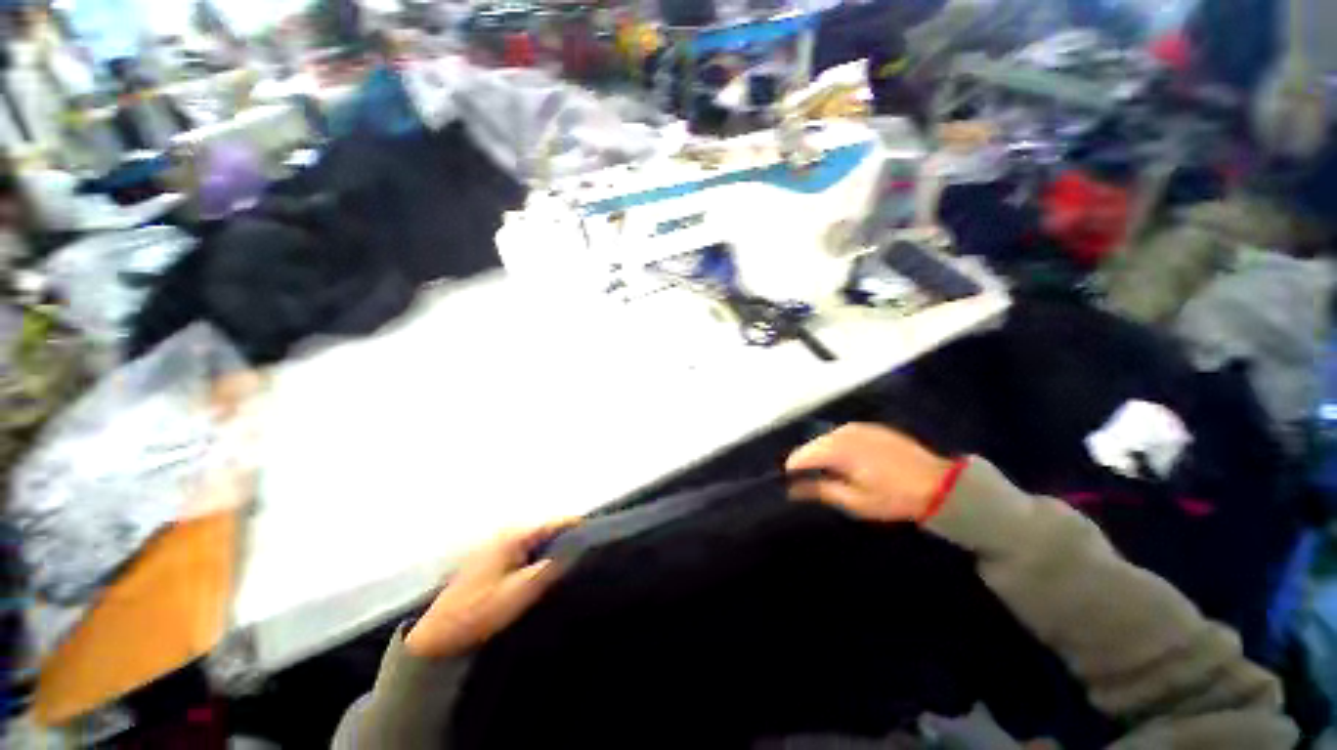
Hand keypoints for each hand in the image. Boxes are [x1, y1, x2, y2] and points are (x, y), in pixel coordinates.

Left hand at [405, 520, 574, 659]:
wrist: (437, 635)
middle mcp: (506, 534)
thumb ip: (549, 569)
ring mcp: (497, 546)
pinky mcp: (491, 559)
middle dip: (565, 536)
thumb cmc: (479, 612)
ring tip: (572, 558)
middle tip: (587, 549)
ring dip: (552, 546)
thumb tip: (574, 550)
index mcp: (513, 537)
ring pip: (534, 539)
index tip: (596, 532)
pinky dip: (538, 555)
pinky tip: (545, 569)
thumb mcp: (519, 593)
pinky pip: (524, 549)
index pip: (552, 522)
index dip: (575, 525)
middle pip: (544, 528)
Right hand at [786, 424, 953, 522]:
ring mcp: (859, 427)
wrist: (940, 484)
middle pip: (813, 444)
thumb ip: (821, 490)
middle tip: (807, 479)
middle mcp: (844, 433)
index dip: (792, 469)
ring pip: (827, 437)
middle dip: (806, 459)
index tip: (788, 482)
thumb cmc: (895, 497)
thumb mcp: (855, 501)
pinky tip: (845, 458)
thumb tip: (792, 489)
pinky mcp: (871, 427)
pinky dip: (837, 445)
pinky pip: (843, 434)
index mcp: (838, 450)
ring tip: (827, 470)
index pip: (802, 455)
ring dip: (822, 452)